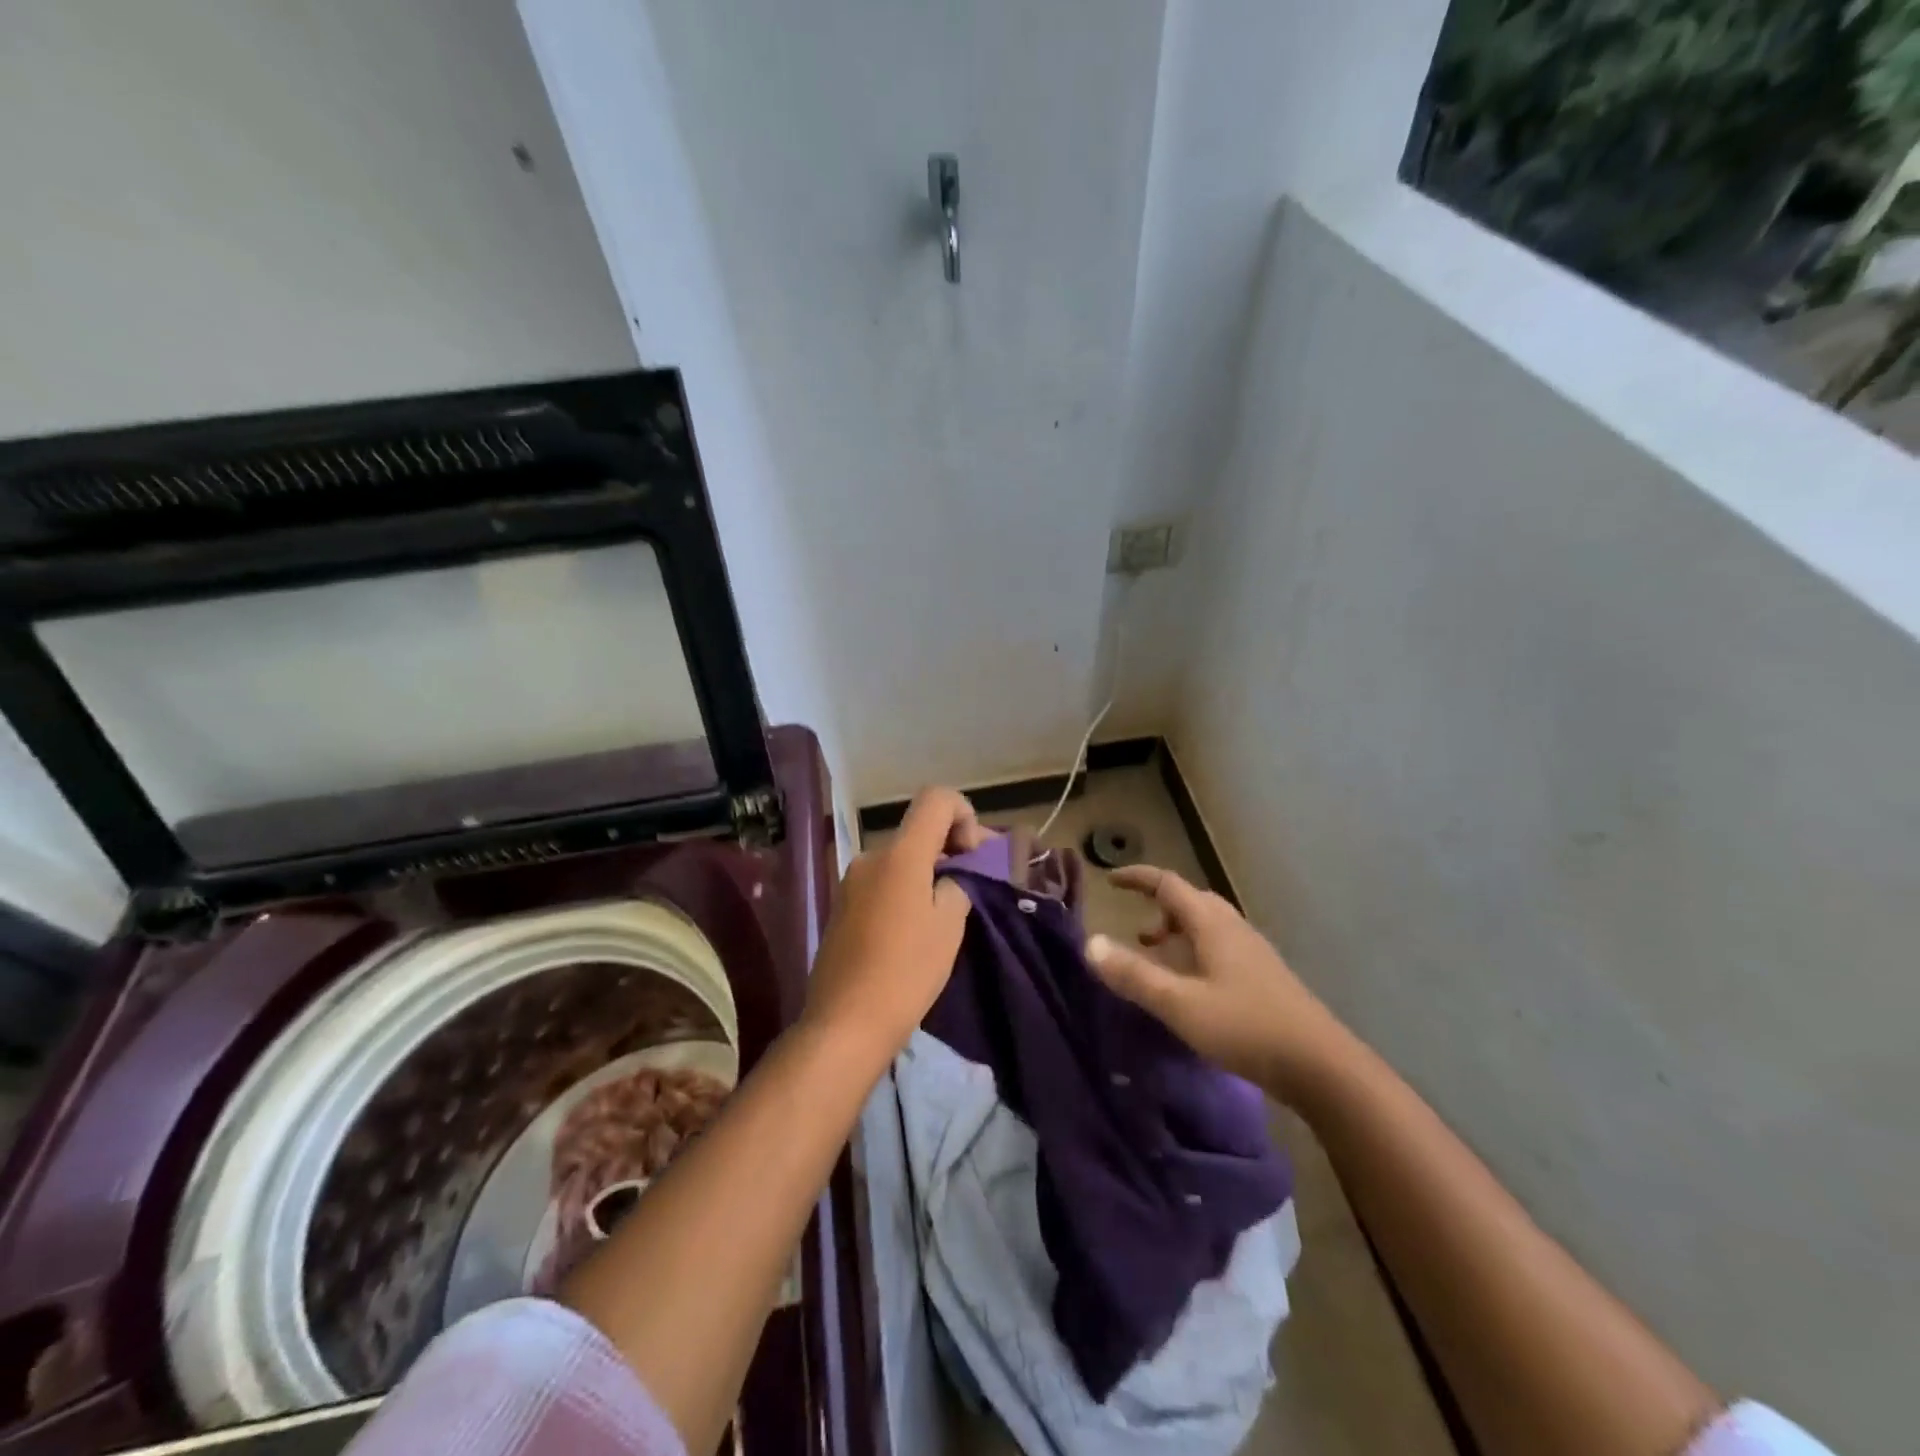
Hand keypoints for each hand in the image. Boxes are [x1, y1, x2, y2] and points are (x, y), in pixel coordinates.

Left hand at [802, 788, 985, 1063]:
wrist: (845, 1022)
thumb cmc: (906, 972)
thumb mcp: (948, 926)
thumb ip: (957, 884)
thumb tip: (954, 875)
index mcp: (900, 854)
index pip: (936, 799)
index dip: (964, 813)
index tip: (973, 854)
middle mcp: (871, 856)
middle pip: (918, 831)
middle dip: (949, 848)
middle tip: (972, 883)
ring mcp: (851, 881)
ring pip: (900, 859)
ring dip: (926, 871)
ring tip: (945, 912)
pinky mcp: (841, 905)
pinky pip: (882, 881)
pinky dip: (904, 889)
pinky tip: (913, 928)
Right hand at [1087, 865, 1348, 1099]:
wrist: (1322, 1067)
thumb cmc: (1246, 1027)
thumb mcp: (1179, 1004)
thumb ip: (1134, 975)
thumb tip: (1089, 943)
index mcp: (1212, 924)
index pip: (1168, 884)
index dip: (1137, 877)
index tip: (1110, 879)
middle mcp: (1233, 928)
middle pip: (1190, 901)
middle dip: (1157, 905)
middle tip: (1131, 926)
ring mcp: (1252, 952)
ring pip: (1206, 926)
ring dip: (1175, 931)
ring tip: (1154, 954)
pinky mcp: (1263, 977)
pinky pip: (1218, 947)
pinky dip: (1193, 951)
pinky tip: (1189, 985)